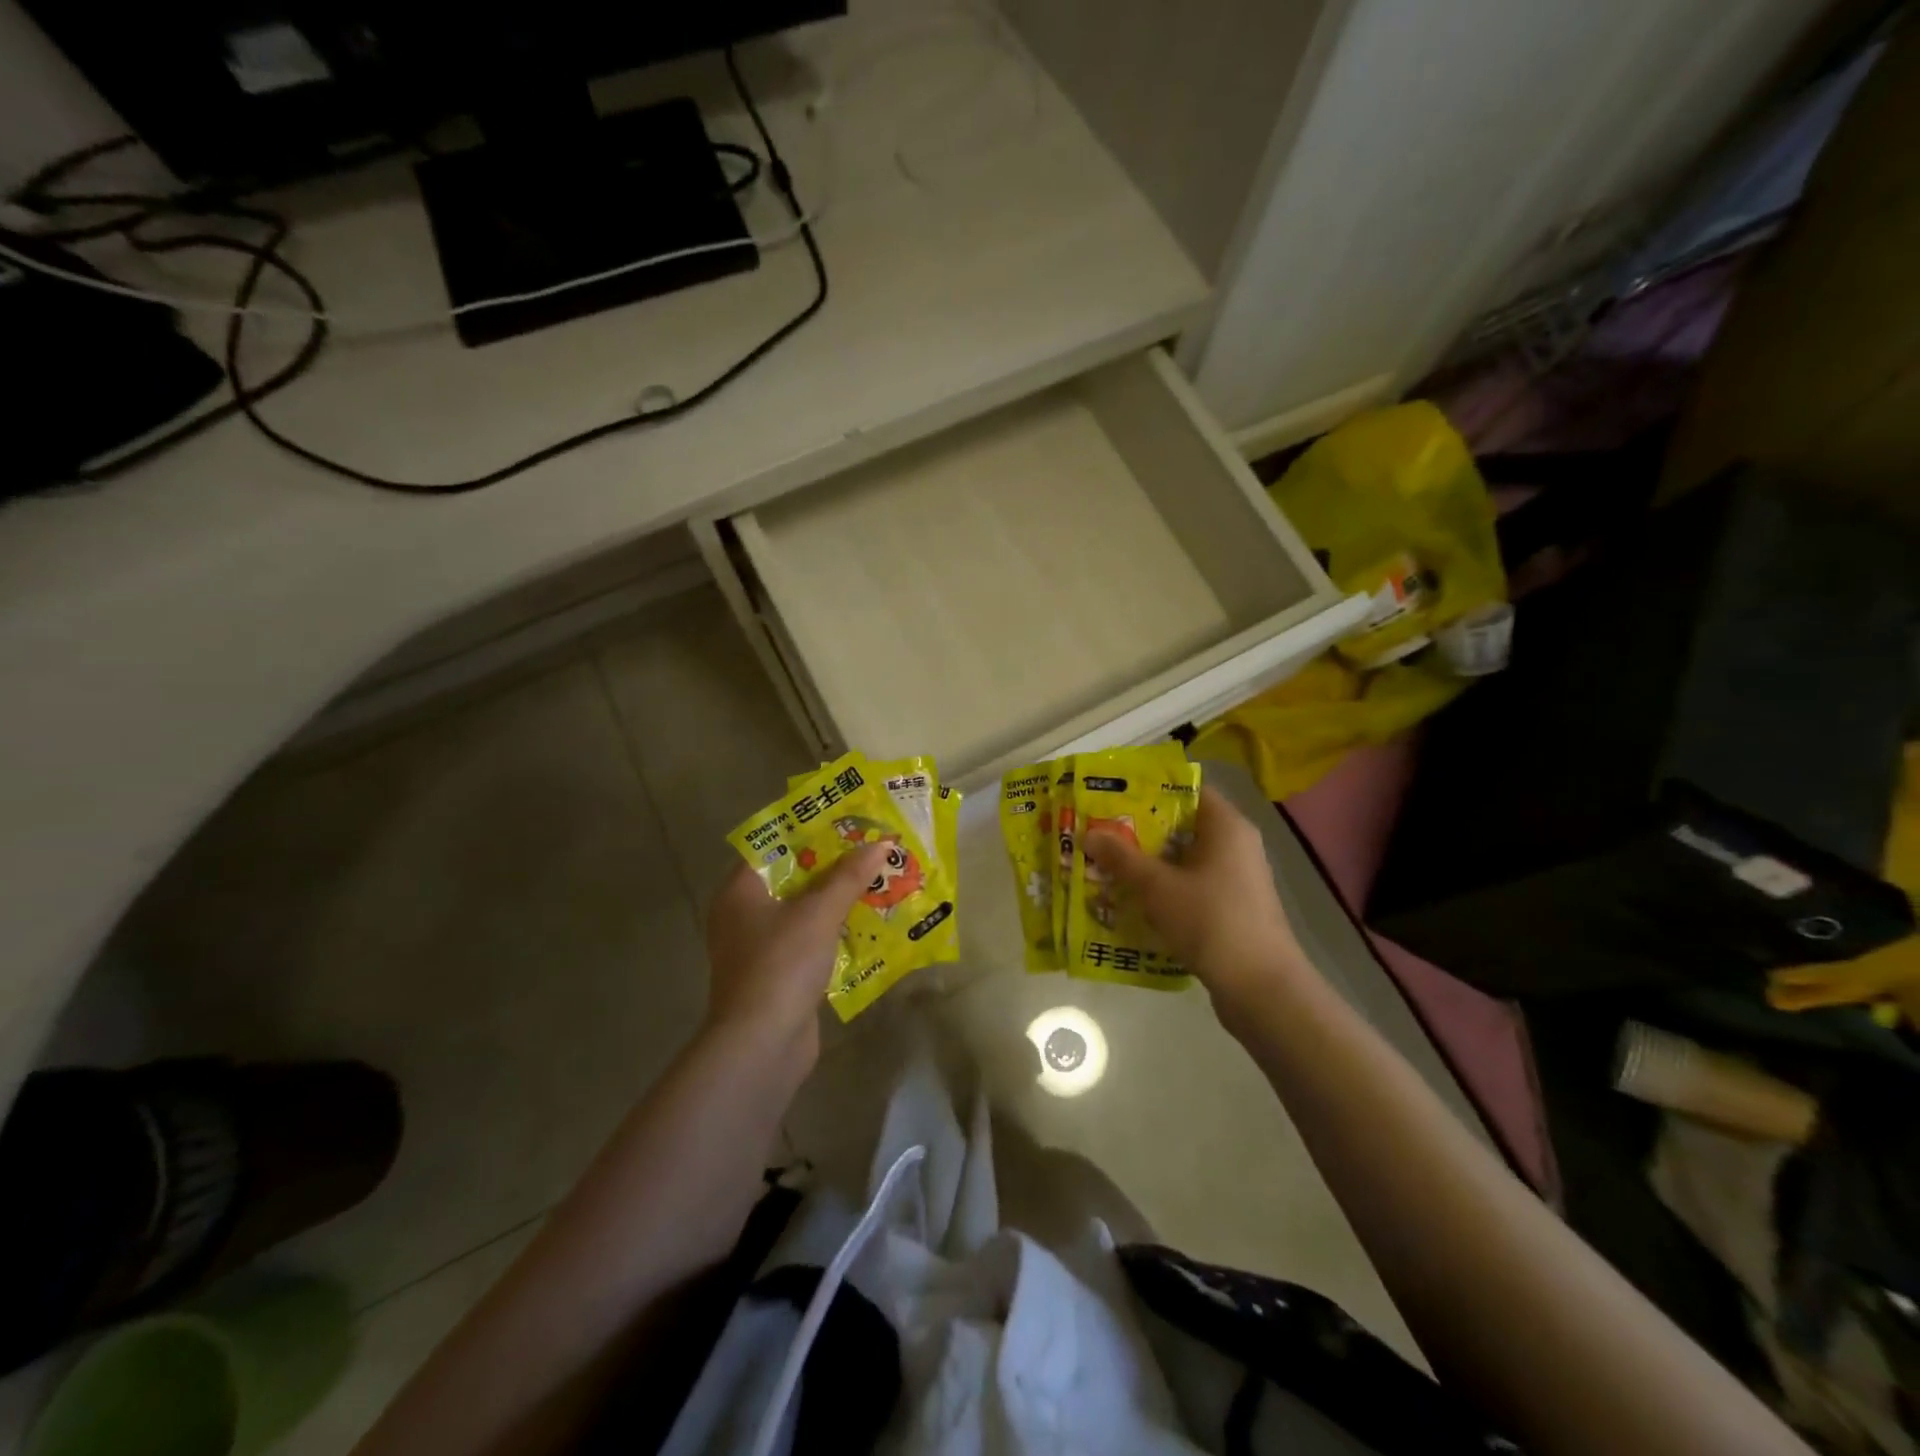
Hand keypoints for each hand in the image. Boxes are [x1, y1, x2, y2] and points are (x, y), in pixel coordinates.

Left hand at [703, 844, 888, 1065]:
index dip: (810, 830)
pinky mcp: (778, 973)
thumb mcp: (820, 913)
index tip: (845, 820)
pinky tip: (867, 922)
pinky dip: (834, 929)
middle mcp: (744, 914)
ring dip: (836, 898)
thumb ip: (849, 876)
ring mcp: (760, 946)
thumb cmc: (782, 964)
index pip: (773, 846)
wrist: (762, 1044)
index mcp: (740, 890)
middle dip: (831, 865)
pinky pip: (809, 939)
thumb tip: (882, 843)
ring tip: (876, 879)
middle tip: (869, 847)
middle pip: (791, 877)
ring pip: (803, 910)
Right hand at [1082, 786, 1308, 1011]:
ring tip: (1107, 868)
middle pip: (1182, 827)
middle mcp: (1236, 846)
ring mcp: (1236, 880)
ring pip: (1184, 861)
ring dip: (1149, 865)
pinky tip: (1133, 903)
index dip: (1149, 791)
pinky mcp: (1232, 910)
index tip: (1113, 799)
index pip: (1187, 790)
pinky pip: (1191, 888)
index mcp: (1226, 826)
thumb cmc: (1211, 921)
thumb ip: (1122, 858)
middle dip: (1140, 832)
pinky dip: (1164, 891)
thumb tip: (1089, 834)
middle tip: (1100, 834)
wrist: (1261, 989)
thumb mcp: (1157, 886)